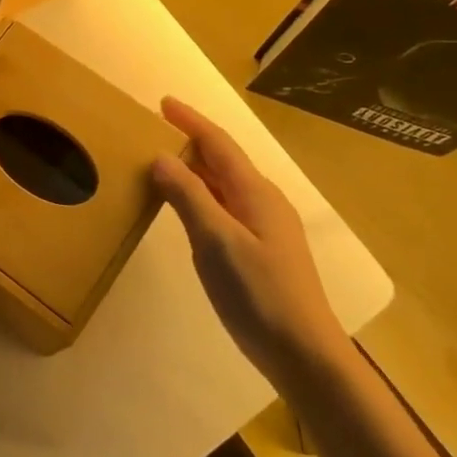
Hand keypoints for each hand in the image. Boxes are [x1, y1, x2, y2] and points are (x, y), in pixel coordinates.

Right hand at [153, 98, 346, 375]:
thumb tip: (161, 157)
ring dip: (194, 170)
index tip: (163, 102)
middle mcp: (263, 202)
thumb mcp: (216, 242)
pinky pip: (225, 207)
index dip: (191, 121)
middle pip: (222, 161)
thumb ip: (188, 196)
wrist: (303, 354)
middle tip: (153, 133)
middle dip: (190, 142)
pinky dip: (201, 197)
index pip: (218, 144)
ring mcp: (265, 227)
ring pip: (224, 185)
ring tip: (161, 165)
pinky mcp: (261, 250)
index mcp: (255, 193)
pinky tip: (186, 210)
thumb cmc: (259, 294)